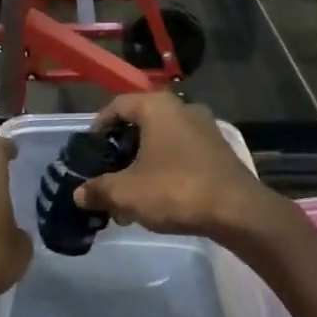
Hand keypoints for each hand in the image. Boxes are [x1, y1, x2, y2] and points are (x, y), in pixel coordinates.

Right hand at [73, 94, 284, 242]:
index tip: (88, 151)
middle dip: (120, 151)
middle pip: (139, 123)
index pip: (117, 105)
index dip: (97, 127)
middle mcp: (182, 108)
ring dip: (141, 163)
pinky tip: (157, 197)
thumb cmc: (175, 190)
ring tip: (129, 194)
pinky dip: (164, 168)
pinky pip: (180, 152)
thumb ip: (99, 189)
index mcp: (157, 106)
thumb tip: (79, 193)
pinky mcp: (218, 150)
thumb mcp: (127, 193)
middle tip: (106, 175)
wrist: (237, 211)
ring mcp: (204, 128)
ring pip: (161, 140)